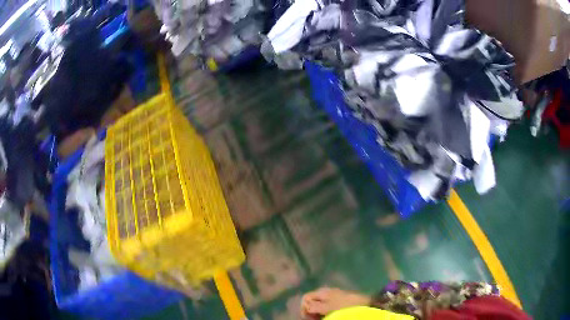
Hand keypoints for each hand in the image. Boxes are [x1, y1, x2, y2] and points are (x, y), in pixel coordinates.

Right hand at [301, 287, 370, 318]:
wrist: (365, 303)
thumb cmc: (344, 305)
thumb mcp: (327, 307)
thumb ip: (313, 306)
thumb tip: (306, 308)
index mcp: (321, 292)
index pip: (305, 298)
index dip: (304, 309)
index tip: (310, 318)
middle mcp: (325, 292)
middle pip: (312, 302)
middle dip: (311, 312)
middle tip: (317, 319)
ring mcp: (333, 296)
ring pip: (320, 305)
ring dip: (319, 313)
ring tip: (324, 318)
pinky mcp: (340, 300)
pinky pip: (328, 306)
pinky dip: (326, 312)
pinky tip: (332, 316)